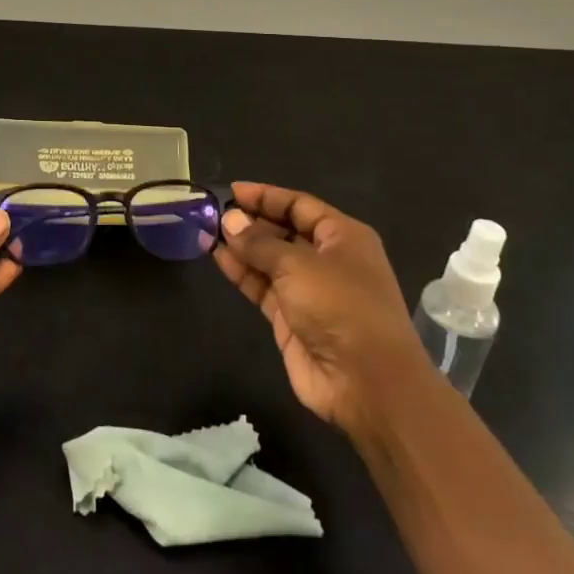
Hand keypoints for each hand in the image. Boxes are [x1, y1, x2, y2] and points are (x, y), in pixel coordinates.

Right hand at [214, 182, 425, 431]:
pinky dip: (242, 272)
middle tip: (213, 213)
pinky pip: (263, 287)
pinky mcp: (291, 319)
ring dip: (241, 247)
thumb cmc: (340, 306)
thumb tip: (229, 220)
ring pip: (270, 260)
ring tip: (207, 232)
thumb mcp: (298, 265)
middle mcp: (327, 260)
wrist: (366, 382)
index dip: (266, 196)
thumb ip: (259, 242)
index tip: (231, 192)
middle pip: (284, 231)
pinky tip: (218, 257)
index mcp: (343, 237)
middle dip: (251, 222)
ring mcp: (309, 291)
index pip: (300, 205)